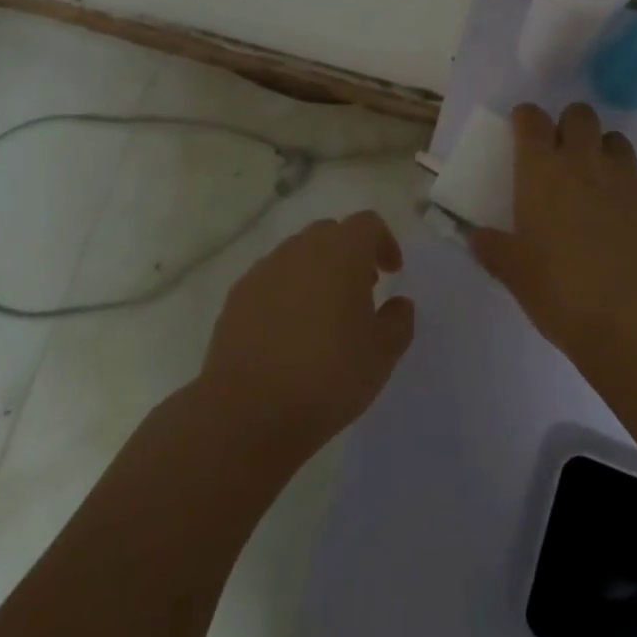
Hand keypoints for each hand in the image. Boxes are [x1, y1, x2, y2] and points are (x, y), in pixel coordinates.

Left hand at [198, 211, 413, 462]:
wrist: (246, 412)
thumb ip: (398, 322)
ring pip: (298, 255)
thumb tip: (399, 303)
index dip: (383, 243)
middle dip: (349, 254)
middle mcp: (301, 249)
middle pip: (330, 234)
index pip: (367, 224)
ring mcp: (265, 269)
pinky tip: (288, 332)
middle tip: (361, 291)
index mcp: (341, 252)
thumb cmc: (326, 377)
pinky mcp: (237, 295)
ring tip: (324, 314)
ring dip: (317, 272)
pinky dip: (287, 292)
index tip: (391, 272)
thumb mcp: (381, 356)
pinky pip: (271, 279)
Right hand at [469, 103, 636, 364]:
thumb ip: (494, 248)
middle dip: (569, 126)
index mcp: (543, 170)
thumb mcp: (515, 274)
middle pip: (580, 114)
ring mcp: (628, 177)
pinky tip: (628, 221)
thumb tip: (478, 237)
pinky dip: (632, 190)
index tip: (523, 130)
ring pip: (616, 140)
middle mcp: (586, 161)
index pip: (532, 119)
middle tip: (562, 156)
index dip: (526, 119)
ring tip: (598, 184)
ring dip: (603, 152)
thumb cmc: (563, 292)